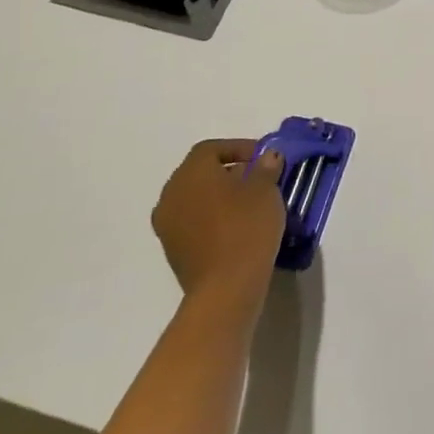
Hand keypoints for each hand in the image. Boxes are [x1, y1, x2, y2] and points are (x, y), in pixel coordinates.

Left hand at [150, 139, 284, 304]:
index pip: (211, 149)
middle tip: (259, 179)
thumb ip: (265, 168)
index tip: (263, 158)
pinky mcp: (173, 248)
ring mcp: (167, 224)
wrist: (226, 286)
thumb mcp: (266, 191)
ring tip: (250, 204)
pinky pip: (193, 221)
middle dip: (229, 171)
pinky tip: (237, 227)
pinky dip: (212, 217)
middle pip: (199, 172)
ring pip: (195, 198)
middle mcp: (171, 194)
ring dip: (220, 196)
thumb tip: (266, 157)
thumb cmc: (247, 227)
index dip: (238, 147)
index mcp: (191, 173)